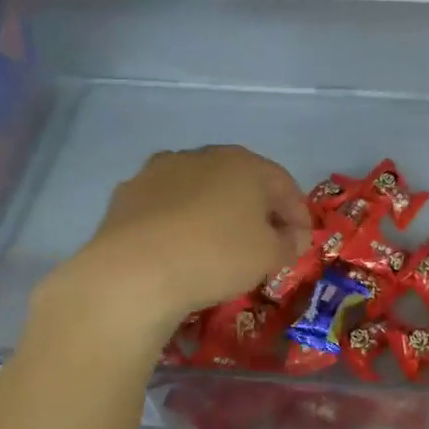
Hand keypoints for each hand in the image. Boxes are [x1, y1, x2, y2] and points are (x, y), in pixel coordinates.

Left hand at [58, 145, 310, 332]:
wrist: (134, 271)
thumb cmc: (217, 255)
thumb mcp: (269, 256)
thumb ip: (288, 244)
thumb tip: (291, 238)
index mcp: (244, 163)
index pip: (283, 184)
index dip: (297, 214)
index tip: (301, 242)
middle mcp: (202, 156)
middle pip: (241, 181)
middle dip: (256, 209)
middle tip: (265, 241)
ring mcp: (159, 171)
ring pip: (200, 190)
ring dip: (215, 211)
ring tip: (219, 244)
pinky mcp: (127, 194)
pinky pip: (167, 206)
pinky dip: (179, 221)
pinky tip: (180, 247)